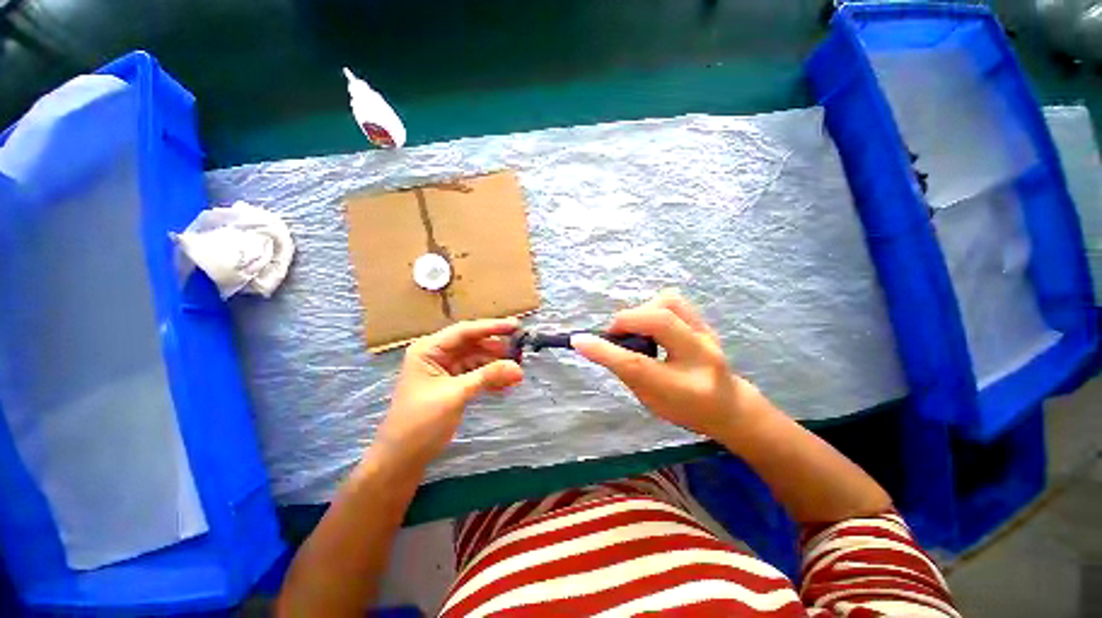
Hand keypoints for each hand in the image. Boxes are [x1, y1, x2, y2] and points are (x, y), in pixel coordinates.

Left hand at [374, 319, 523, 469]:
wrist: (401, 460)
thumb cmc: (420, 423)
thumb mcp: (455, 395)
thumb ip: (487, 377)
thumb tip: (518, 368)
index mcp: (429, 349)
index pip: (465, 331)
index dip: (492, 327)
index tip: (516, 326)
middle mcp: (437, 354)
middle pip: (473, 344)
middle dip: (497, 349)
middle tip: (521, 352)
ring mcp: (445, 369)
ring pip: (477, 359)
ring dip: (496, 366)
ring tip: (518, 373)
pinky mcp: (452, 384)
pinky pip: (476, 374)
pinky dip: (490, 379)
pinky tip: (506, 386)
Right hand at [571, 291, 760, 439]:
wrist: (730, 406)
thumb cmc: (684, 409)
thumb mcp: (650, 399)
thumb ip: (625, 370)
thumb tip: (595, 344)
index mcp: (683, 388)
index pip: (637, 365)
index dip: (604, 350)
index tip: (577, 340)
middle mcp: (701, 357)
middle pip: (660, 321)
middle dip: (627, 321)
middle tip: (616, 335)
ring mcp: (707, 335)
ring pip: (670, 302)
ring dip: (642, 311)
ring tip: (636, 328)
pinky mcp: (705, 323)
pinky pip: (674, 301)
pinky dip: (653, 308)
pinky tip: (650, 324)